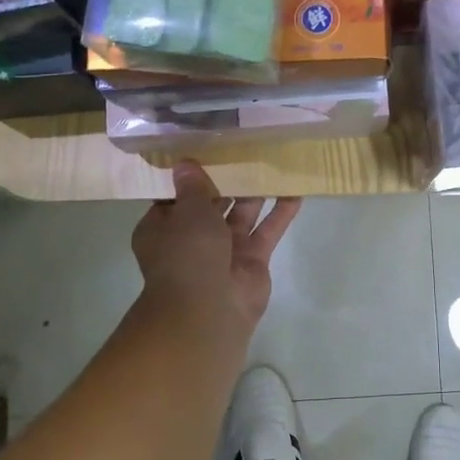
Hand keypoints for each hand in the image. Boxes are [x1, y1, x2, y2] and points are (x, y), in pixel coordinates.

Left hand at [131, 161, 301, 341]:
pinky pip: (267, 231)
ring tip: (274, 164)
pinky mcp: (252, 261)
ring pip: (243, 215)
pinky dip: (280, 213)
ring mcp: (224, 251)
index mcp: (163, 228)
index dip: (191, 176)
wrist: (208, 308)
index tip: (207, 151)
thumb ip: (193, 186)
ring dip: (257, 193)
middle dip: (229, 182)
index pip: (176, 197)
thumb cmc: (187, 253)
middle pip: (212, 204)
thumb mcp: (187, 211)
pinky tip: (296, 192)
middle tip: (247, 150)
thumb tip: (185, 164)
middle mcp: (192, 239)